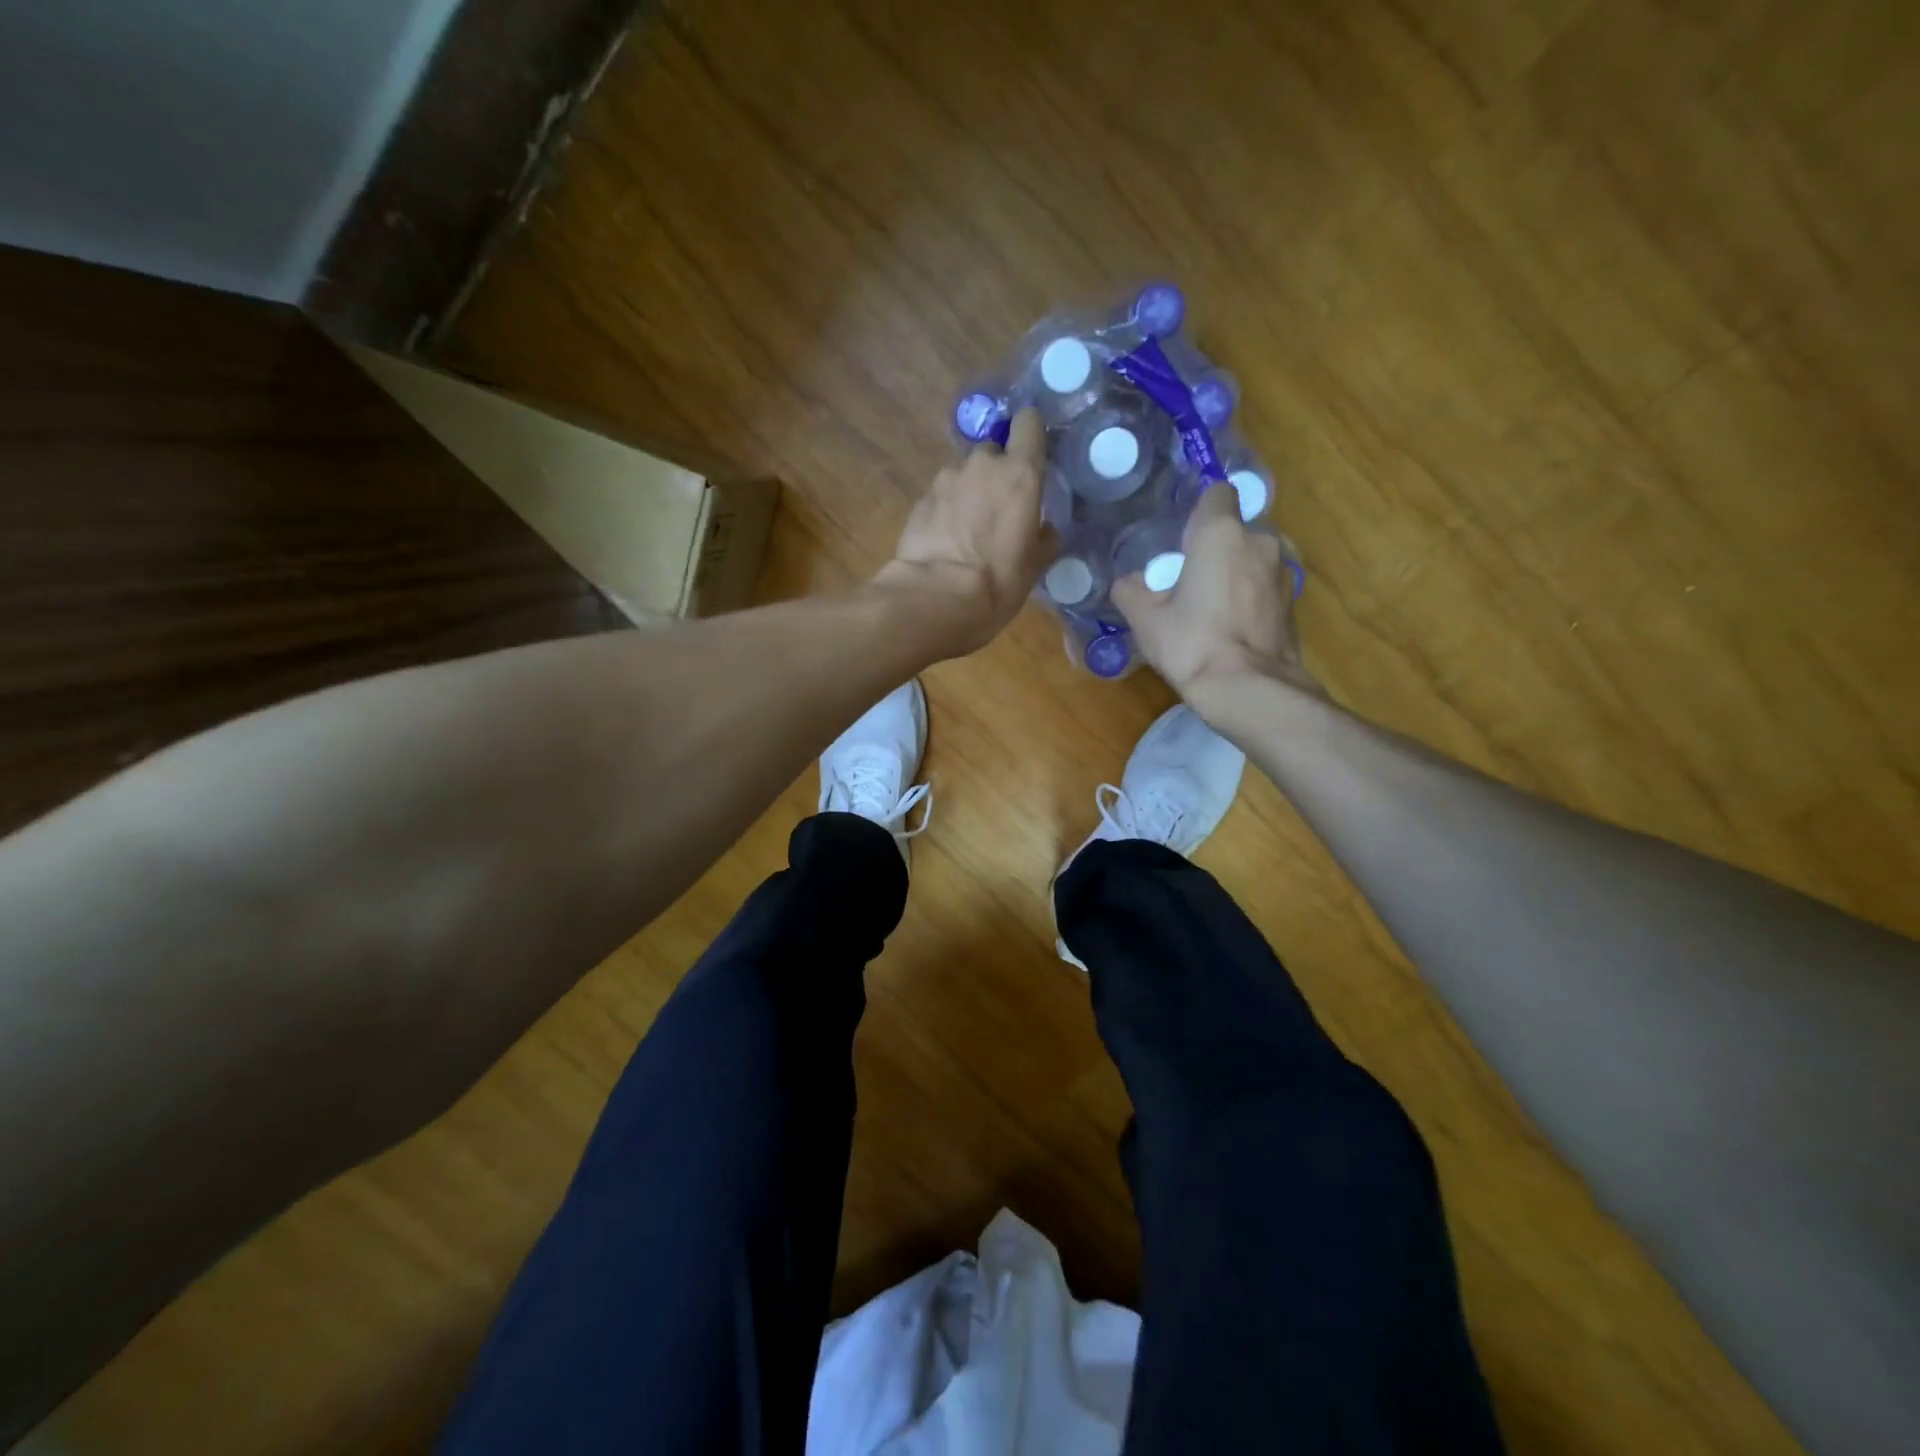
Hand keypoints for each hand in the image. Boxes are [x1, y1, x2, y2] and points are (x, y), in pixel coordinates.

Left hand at [876, 408, 1053, 654]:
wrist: (936, 597)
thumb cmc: (998, 581)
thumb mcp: (1035, 565)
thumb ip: (1044, 536)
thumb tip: (1046, 529)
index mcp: (1020, 473)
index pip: (1028, 422)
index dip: (1029, 433)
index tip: (1031, 453)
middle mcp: (982, 464)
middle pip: (993, 452)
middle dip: (996, 472)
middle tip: (998, 508)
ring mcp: (946, 479)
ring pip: (964, 474)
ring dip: (968, 492)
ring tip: (968, 530)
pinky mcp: (920, 500)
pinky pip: (941, 496)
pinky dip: (946, 510)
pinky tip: (945, 540)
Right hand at [1111, 481, 1320, 702]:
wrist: (1248, 689)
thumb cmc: (1192, 644)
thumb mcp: (1145, 619)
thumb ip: (1131, 590)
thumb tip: (1130, 582)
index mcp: (1221, 534)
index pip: (1217, 492)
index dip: (1199, 511)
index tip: (1182, 537)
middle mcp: (1259, 541)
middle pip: (1234, 529)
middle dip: (1215, 547)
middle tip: (1189, 578)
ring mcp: (1283, 571)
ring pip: (1252, 557)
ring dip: (1235, 572)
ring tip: (1211, 606)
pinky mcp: (1293, 601)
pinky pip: (1265, 585)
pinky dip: (1250, 596)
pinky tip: (1231, 625)